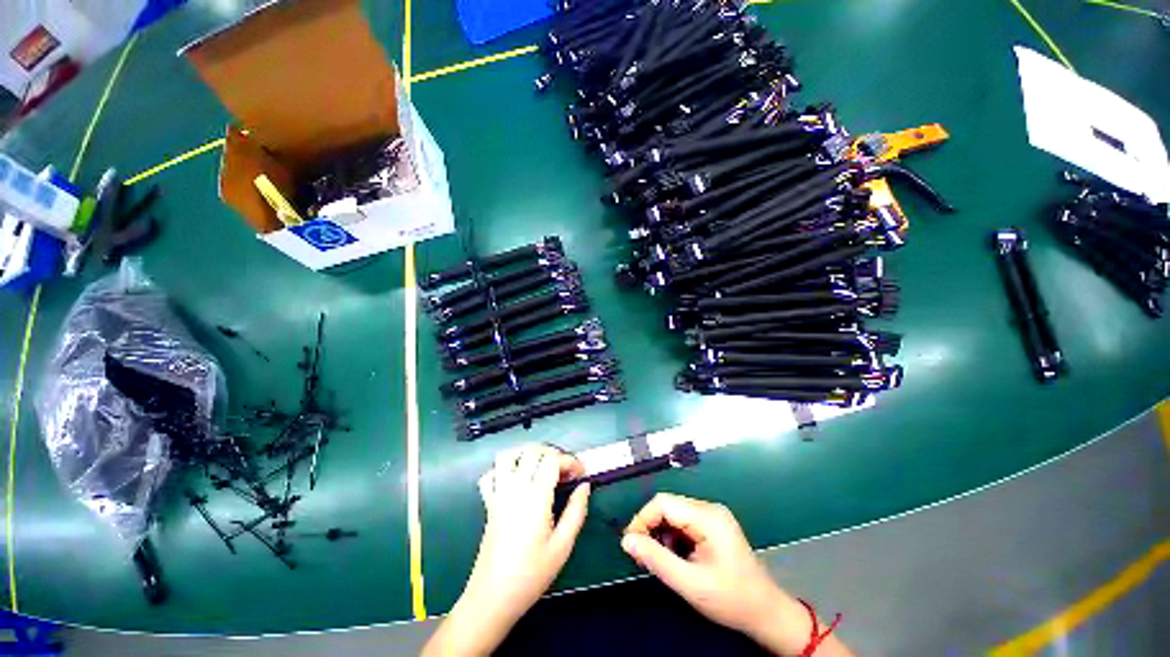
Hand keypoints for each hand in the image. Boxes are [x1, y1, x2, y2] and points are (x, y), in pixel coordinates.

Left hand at [424, 444, 589, 656]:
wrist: (493, 597)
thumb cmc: (532, 574)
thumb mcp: (563, 546)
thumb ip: (576, 511)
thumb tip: (584, 485)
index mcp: (535, 497)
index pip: (552, 459)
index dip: (570, 461)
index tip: (581, 473)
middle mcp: (515, 488)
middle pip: (532, 450)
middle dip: (553, 453)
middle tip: (565, 470)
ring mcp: (499, 493)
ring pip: (509, 455)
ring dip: (527, 453)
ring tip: (542, 466)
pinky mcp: (489, 503)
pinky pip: (491, 474)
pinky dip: (504, 469)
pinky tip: (516, 479)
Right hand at [622, 493, 850, 655]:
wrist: (767, 613)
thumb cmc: (731, 599)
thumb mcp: (689, 583)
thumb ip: (656, 559)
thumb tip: (627, 540)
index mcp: (707, 517)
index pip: (663, 503)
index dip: (643, 519)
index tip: (631, 544)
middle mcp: (710, 509)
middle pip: (668, 506)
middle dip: (652, 528)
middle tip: (643, 556)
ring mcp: (713, 516)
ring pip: (674, 514)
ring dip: (662, 534)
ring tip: (661, 561)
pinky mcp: (714, 525)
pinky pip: (684, 522)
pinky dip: (674, 537)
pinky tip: (676, 557)